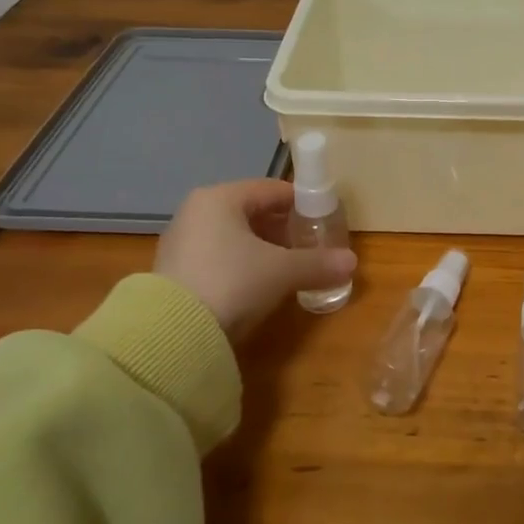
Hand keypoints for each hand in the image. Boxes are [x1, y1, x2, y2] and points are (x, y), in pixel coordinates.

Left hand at [155, 180, 356, 342]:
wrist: (172, 335)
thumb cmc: (232, 282)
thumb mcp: (282, 271)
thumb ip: (318, 263)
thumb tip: (351, 262)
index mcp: (220, 198)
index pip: (272, 189)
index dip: (302, 203)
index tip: (323, 220)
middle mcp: (196, 212)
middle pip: (252, 211)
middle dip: (283, 228)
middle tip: (309, 246)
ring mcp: (181, 242)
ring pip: (234, 236)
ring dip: (262, 248)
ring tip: (288, 267)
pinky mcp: (173, 273)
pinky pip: (218, 257)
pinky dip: (241, 264)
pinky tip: (257, 285)